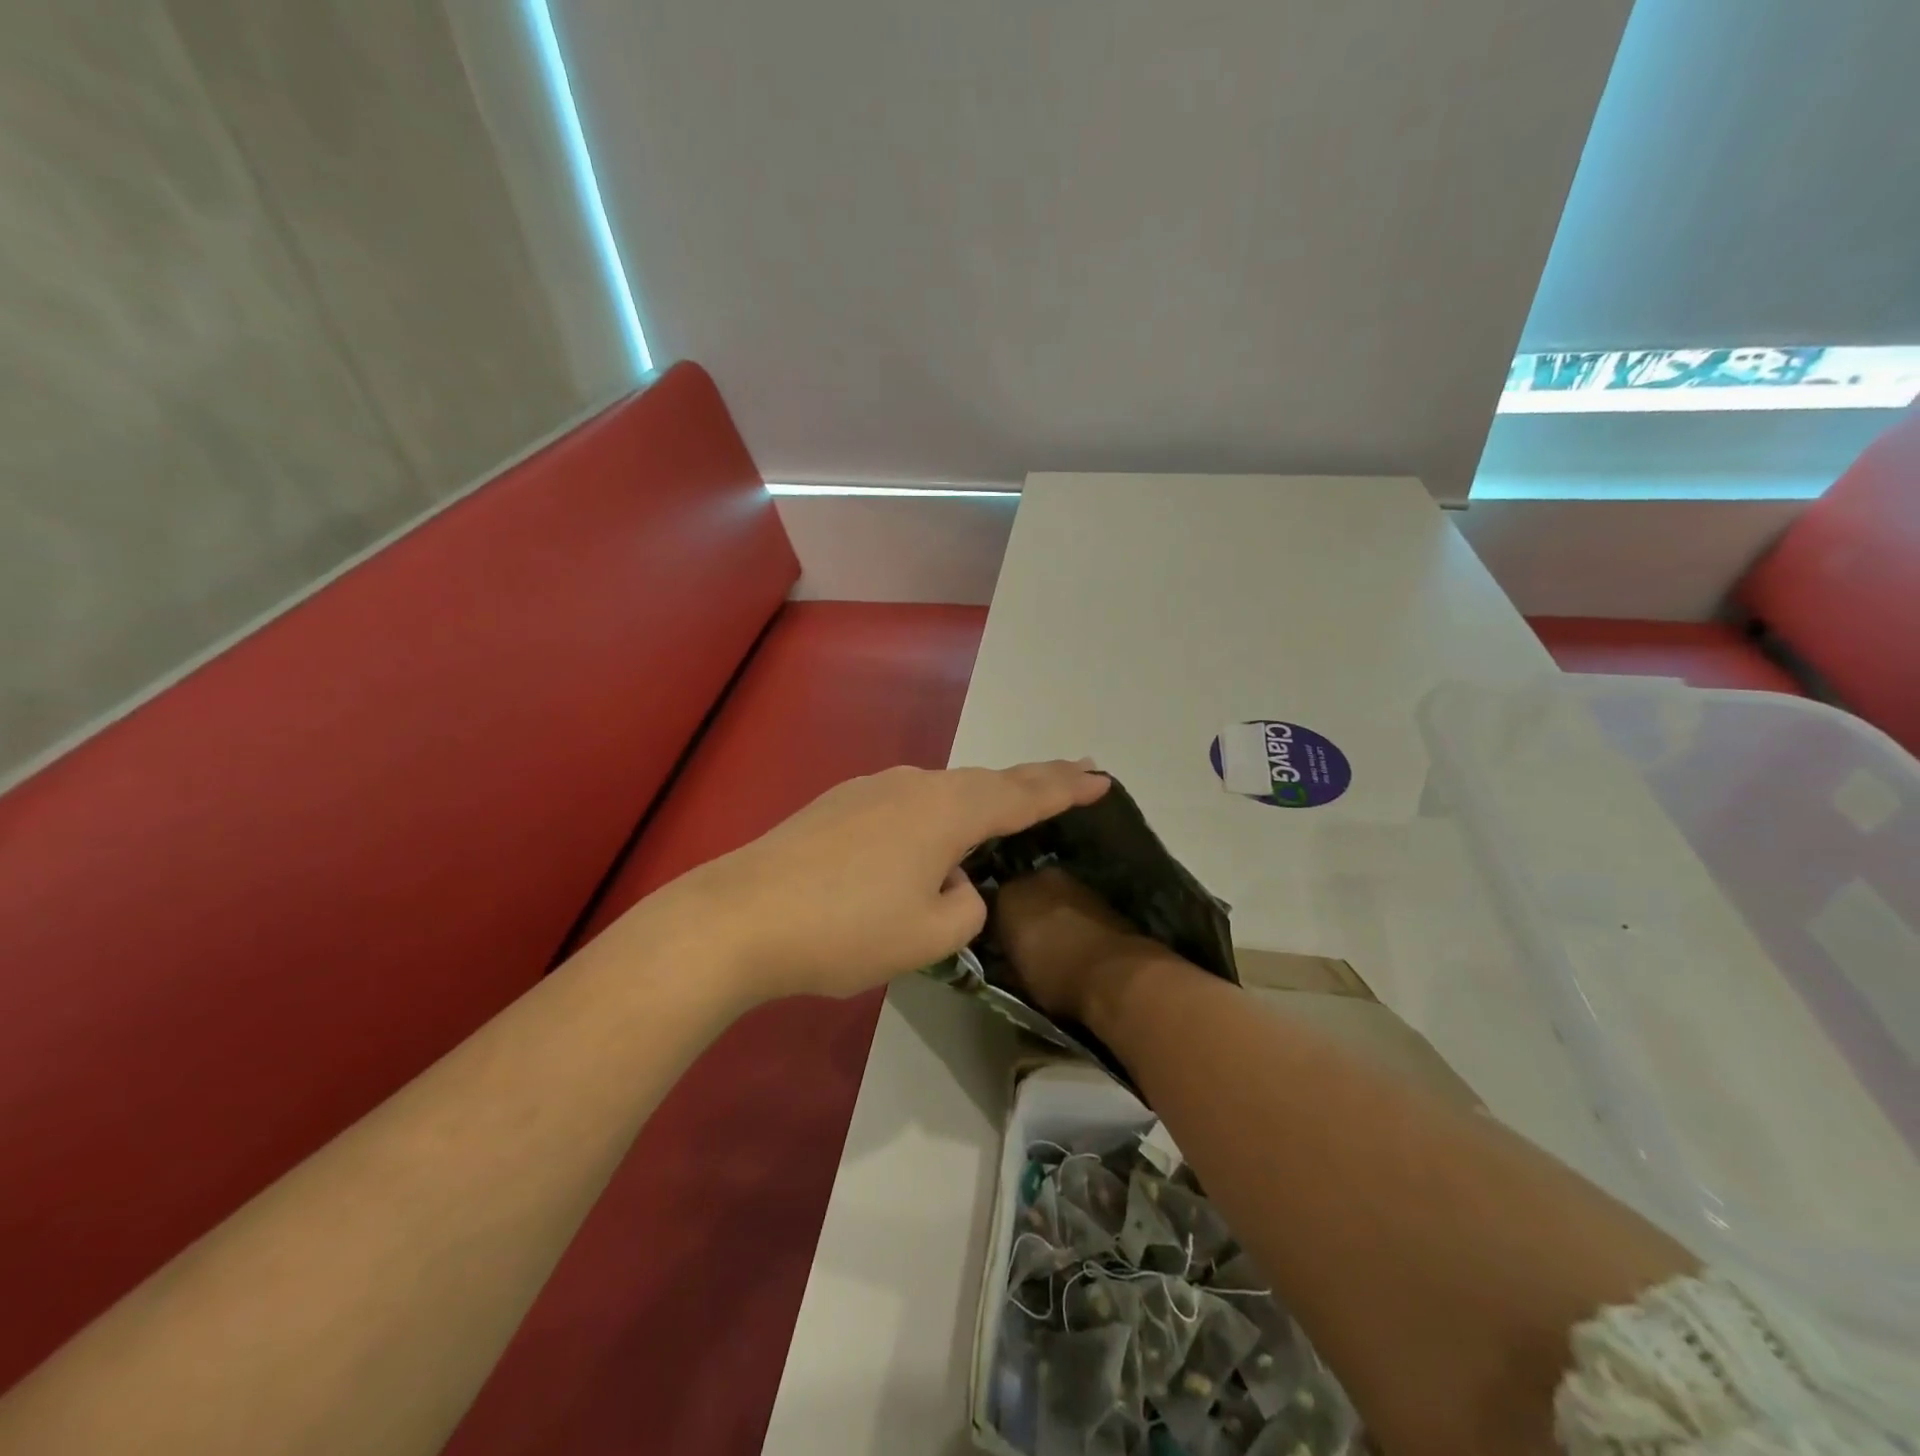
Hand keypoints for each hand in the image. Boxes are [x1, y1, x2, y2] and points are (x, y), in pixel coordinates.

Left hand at [669, 761, 1111, 1002]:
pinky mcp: (839, 804)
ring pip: (943, 791)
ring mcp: (872, 788)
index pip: (1024, 795)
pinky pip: (907, 803)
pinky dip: (936, 814)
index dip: (1067, 788)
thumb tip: (956, 883)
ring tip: (1005, 810)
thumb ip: (965, 906)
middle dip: (1034, 780)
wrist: (740, 916)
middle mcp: (915, 785)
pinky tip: (924, 843)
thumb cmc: (846, 929)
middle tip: (1074, 774)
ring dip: (980, 800)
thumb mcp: (928, 936)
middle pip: (987, 781)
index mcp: (948, 811)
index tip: (1102, 777)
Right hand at [992, 866, 1154, 1022]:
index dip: (995, 924)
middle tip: (1026, 939)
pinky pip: (1076, 905)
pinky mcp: (1100, 895)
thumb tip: (1005, 953)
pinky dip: (1074, 917)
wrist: (1115, 973)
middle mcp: (1038, 878)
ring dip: (1051, 912)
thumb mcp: (1017, 975)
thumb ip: (1006, 954)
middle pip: (1024, 892)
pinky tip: (1077, 939)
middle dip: (1024, 911)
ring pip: (1052, 896)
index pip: (991, 903)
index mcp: (1008, 895)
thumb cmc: (1055, 976)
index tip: (998, 942)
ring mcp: (1072, 883)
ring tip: (1054, 941)